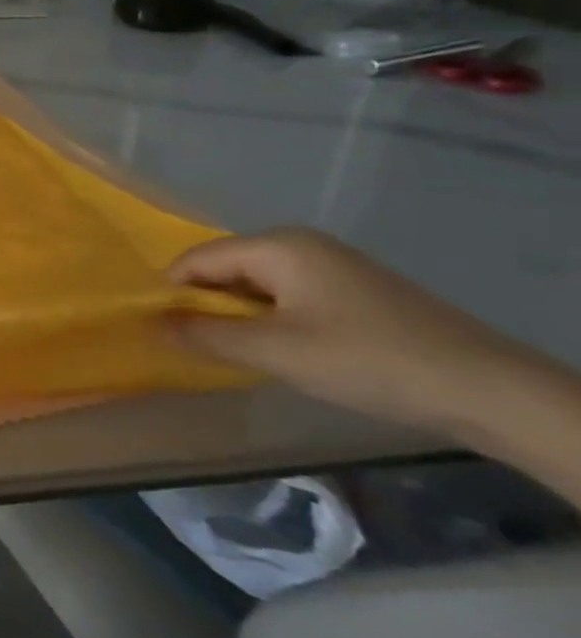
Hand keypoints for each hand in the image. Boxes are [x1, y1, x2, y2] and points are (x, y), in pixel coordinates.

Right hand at [166, 228, 529, 436]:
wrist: (491, 392)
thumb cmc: (369, 361)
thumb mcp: (275, 352)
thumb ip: (204, 336)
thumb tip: (147, 324)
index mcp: (277, 246)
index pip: (196, 261)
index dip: (170, 293)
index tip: (157, 329)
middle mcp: (300, 245)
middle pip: (225, 269)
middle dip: (204, 306)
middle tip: (194, 346)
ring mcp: (332, 266)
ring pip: (256, 286)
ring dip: (238, 317)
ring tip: (235, 353)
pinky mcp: (354, 292)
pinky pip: (287, 297)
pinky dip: (270, 321)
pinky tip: (281, 352)